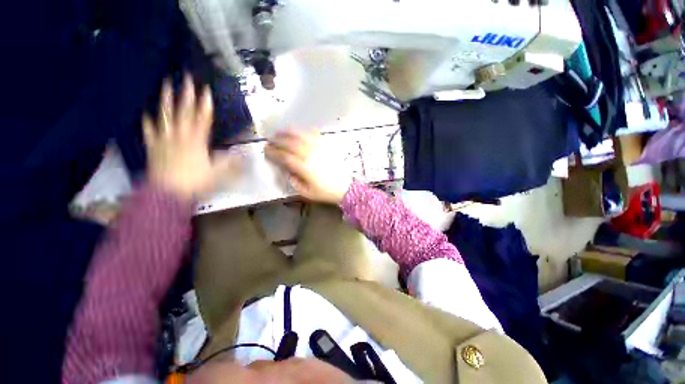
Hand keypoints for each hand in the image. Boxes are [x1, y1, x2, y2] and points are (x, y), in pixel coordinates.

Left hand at [143, 75, 240, 199]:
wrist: (168, 194)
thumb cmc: (195, 182)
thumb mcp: (218, 173)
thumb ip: (230, 161)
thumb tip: (244, 153)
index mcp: (196, 140)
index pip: (202, 118)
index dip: (205, 103)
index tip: (206, 89)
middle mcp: (180, 136)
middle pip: (183, 111)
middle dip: (186, 94)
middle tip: (186, 77)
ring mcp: (165, 139)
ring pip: (165, 116)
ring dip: (165, 100)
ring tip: (165, 84)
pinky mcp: (154, 147)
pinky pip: (150, 131)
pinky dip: (147, 121)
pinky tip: (146, 112)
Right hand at [265, 131, 351, 204]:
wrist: (346, 187)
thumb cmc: (326, 192)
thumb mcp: (307, 193)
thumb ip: (295, 182)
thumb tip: (288, 172)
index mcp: (303, 167)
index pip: (284, 156)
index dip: (273, 152)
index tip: (266, 150)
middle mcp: (309, 154)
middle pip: (290, 143)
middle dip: (278, 140)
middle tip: (270, 139)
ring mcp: (319, 148)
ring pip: (301, 136)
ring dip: (289, 132)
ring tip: (281, 131)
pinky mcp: (327, 146)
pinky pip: (315, 135)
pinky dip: (305, 131)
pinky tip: (300, 131)